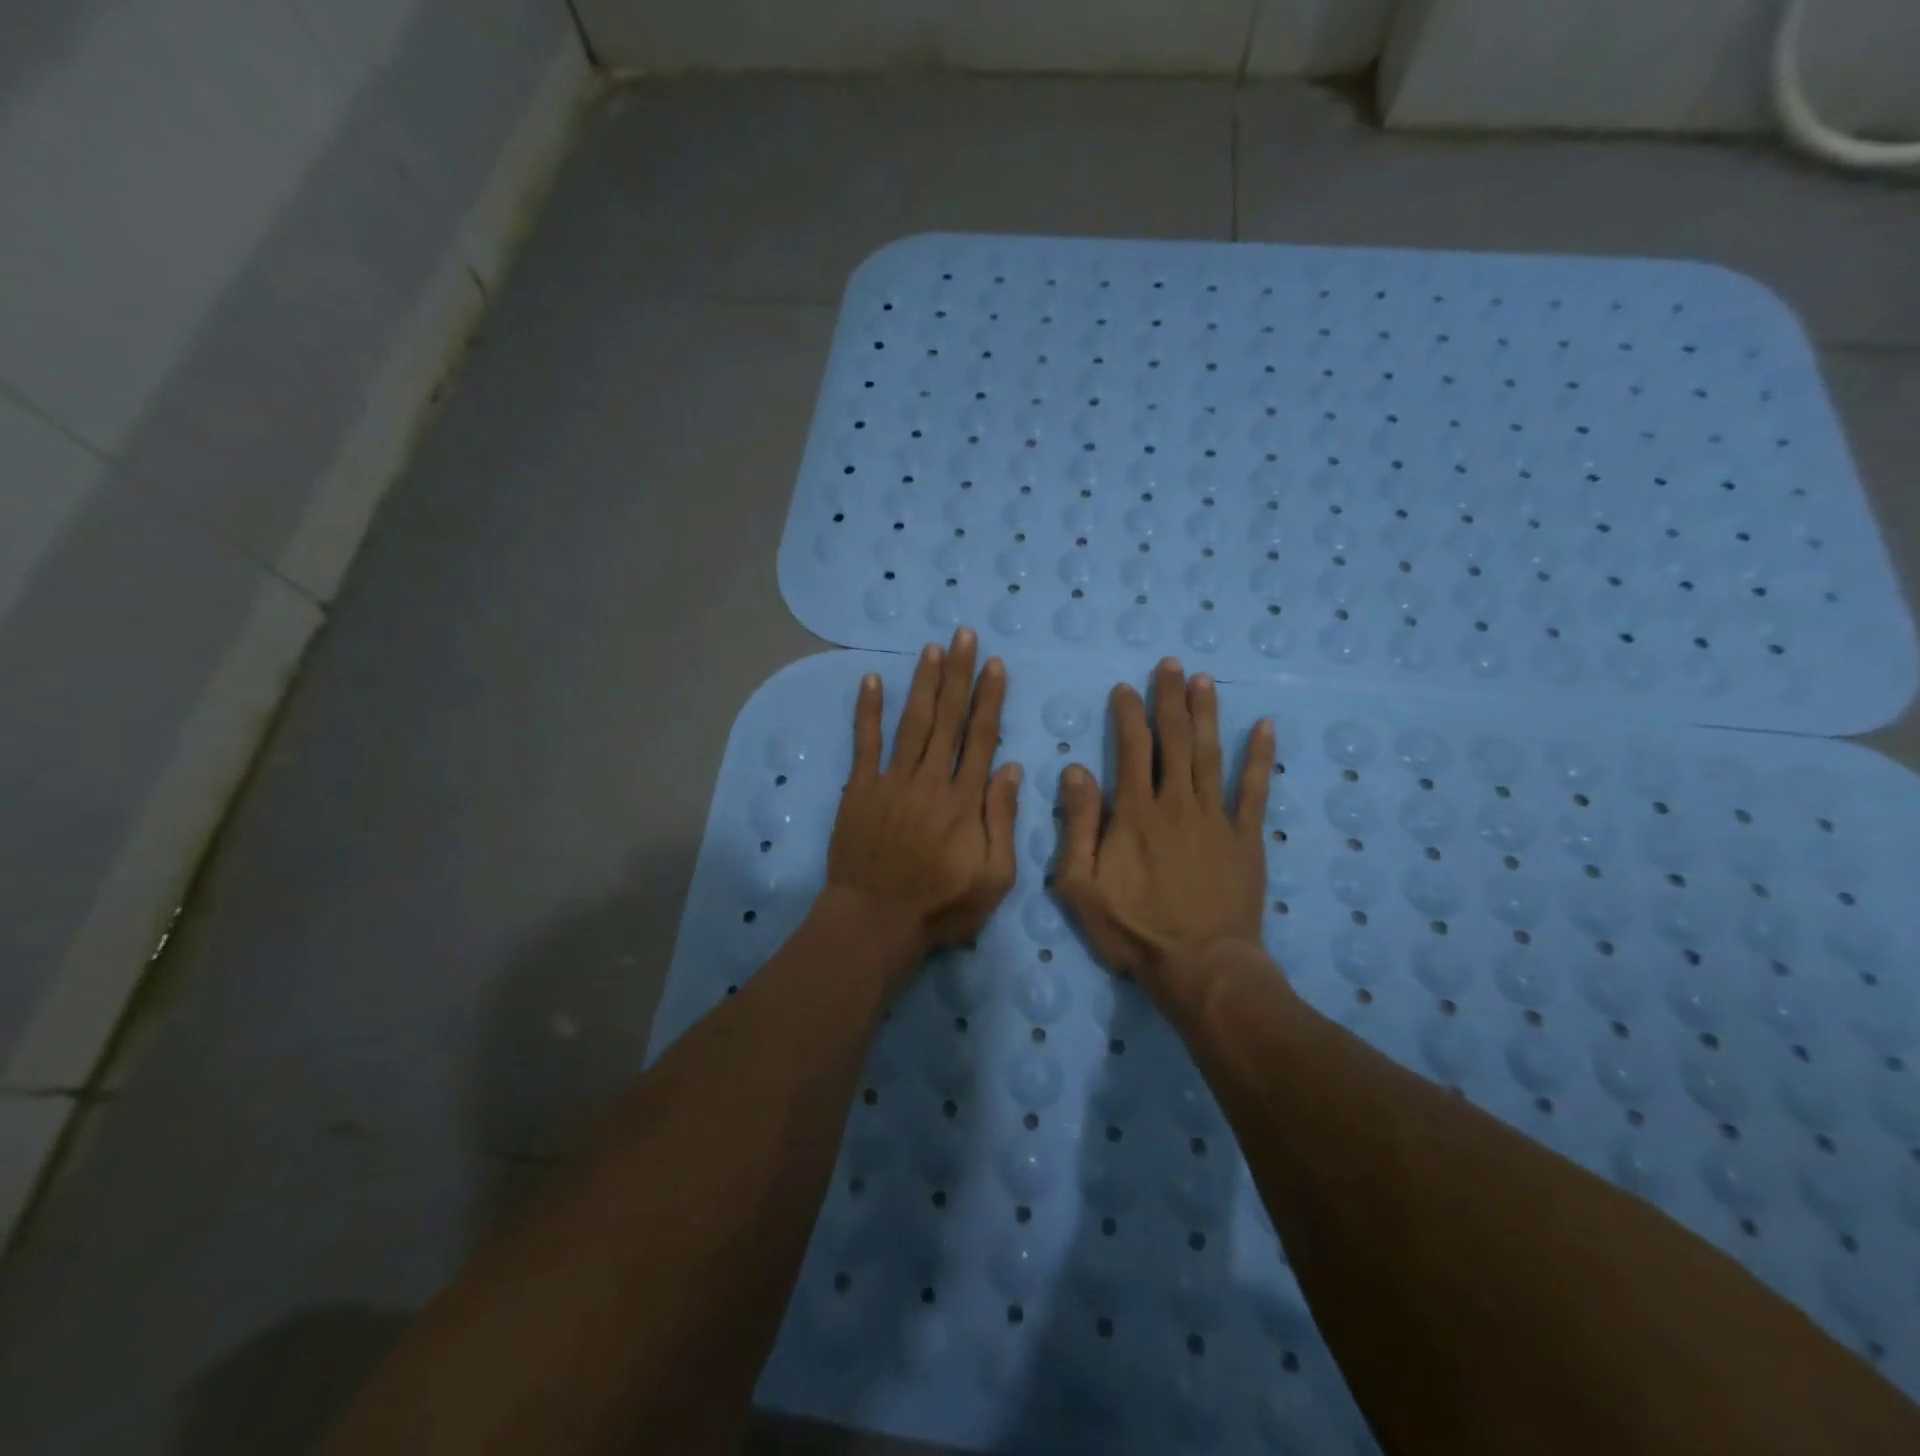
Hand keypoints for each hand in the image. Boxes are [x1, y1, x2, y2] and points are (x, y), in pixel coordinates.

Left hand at [824, 629, 1022, 972]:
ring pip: (912, 722)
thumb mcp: (994, 877)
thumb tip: (1008, 767)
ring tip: (932, 649)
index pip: (980, 737)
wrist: (874, 921)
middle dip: (959, 674)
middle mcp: (930, 780)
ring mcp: (892, 781)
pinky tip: (872, 680)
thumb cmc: (940, 906)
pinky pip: (864, 743)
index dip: (989, 699)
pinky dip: (867, 711)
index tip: (995, 665)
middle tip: (964, 635)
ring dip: (923, 683)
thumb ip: (1002, 820)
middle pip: (948, 718)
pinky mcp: (860, 789)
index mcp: (965, 800)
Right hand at [1055, 658, 1275, 1007]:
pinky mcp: (1246, 837)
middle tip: (1170, 665)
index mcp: (1135, 812)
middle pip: (1174, 740)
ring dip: (1206, 714)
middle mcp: (1177, 802)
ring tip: (1204, 680)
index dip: (1127, 714)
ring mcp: (1216, 817)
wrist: (1201, 966)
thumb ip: (1078, 825)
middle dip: (1169, 699)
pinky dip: (1259, 757)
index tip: (1124, 688)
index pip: (1131, 748)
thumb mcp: (1082, 884)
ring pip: (1210, 754)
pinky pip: (1254, 789)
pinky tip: (1264, 727)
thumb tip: (1076, 770)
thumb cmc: (1135, 929)